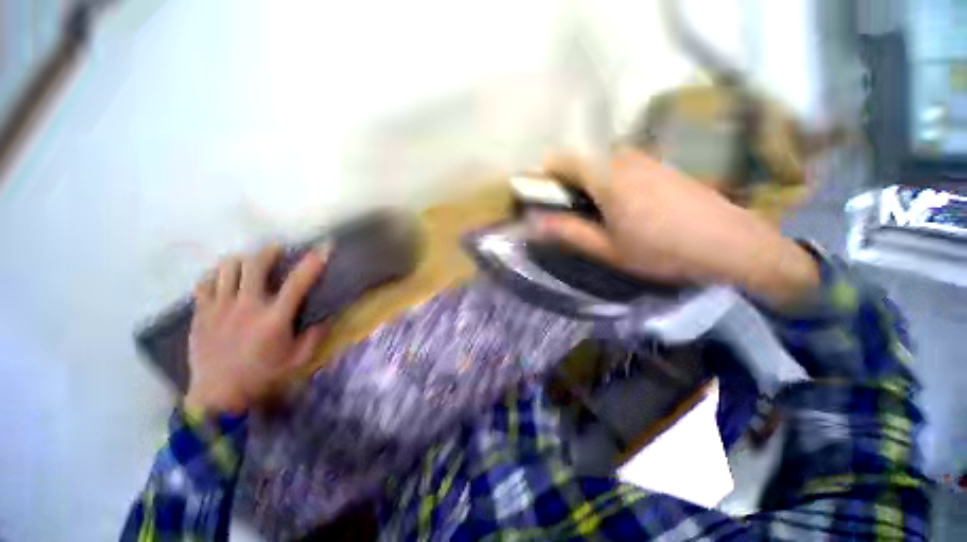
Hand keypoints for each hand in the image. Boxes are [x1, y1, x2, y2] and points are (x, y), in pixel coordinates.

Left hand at [184, 245, 327, 413]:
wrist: (218, 397)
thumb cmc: (263, 378)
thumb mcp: (298, 361)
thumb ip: (313, 337)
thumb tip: (324, 319)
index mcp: (274, 319)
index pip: (298, 282)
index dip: (312, 263)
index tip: (323, 248)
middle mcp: (246, 307)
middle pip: (254, 265)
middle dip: (268, 252)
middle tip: (276, 250)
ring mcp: (219, 309)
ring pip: (227, 268)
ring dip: (241, 261)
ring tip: (248, 264)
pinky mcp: (201, 314)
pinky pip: (205, 283)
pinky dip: (216, 275)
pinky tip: (224, 280)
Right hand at [535, 151, 819, 308]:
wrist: (732, 244)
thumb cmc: (662, 250)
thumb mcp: (608, 248)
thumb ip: (568, 232)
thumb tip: (535, 223)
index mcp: (605, 175)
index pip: (560, 160)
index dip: (545, 177)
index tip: (543, 200)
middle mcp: (623, 157)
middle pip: (580, 160)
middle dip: (567, 184)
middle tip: (572, 214)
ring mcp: (646, 158)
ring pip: (601, 163)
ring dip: (590, 184)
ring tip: (599, 215)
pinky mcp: (661, 165)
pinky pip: (622, 166)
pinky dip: (611, 182)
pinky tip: (627, 209)